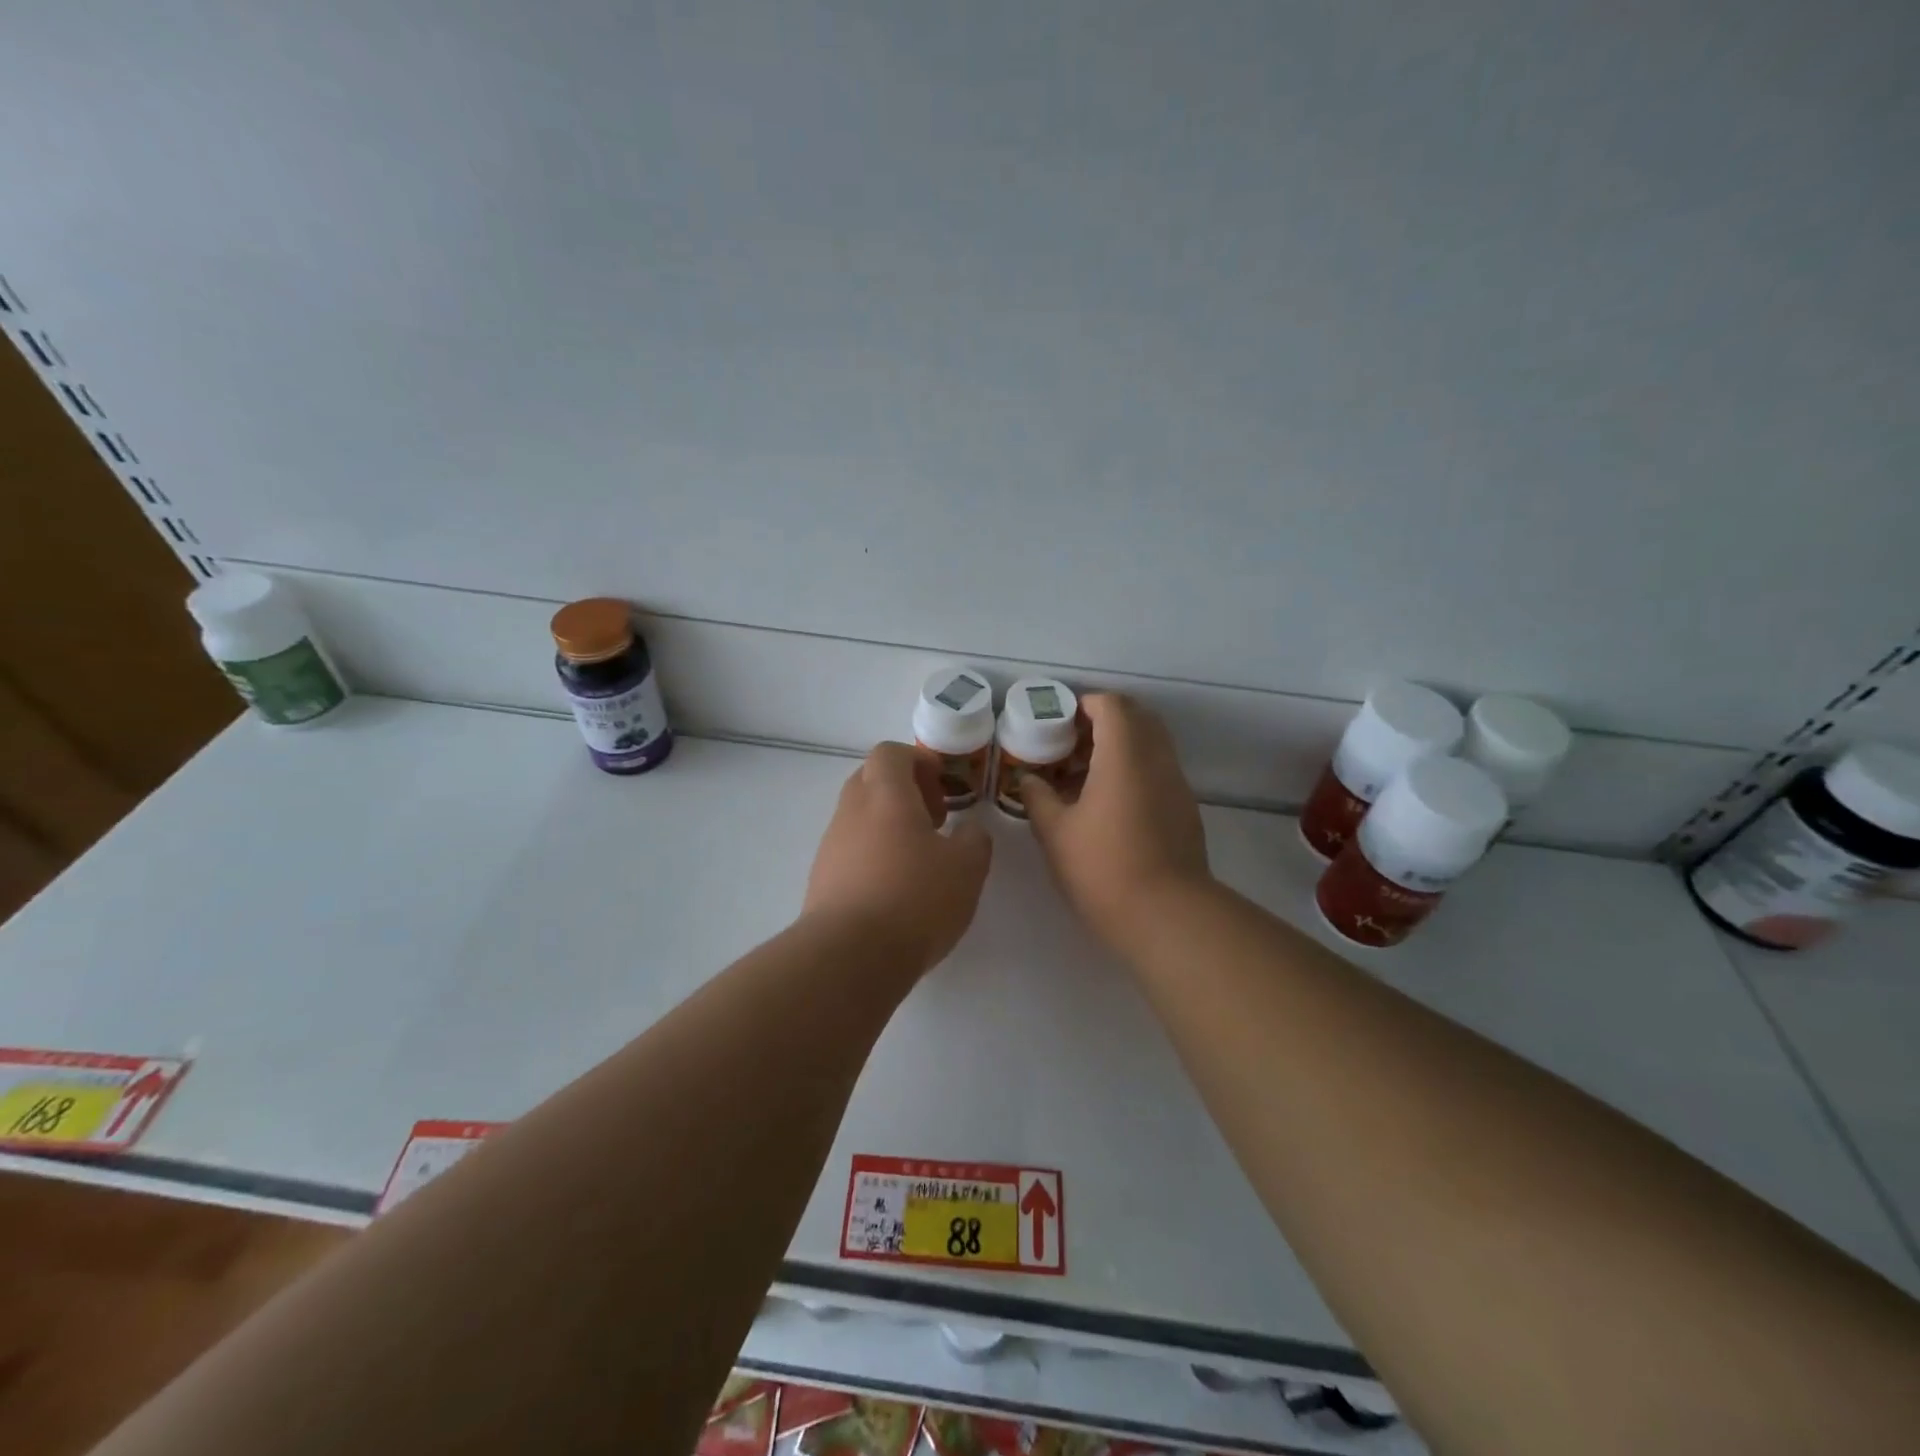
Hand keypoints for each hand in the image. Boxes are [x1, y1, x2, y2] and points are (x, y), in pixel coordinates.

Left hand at [804, 742, 993, 972]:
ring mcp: (831, 846)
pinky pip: (850, 851)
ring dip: (889, 826)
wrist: (849, 956)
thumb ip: (974, 840)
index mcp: (885, 795)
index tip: (942, 787)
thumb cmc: (914, 898)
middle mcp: (851, 811)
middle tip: (934, 821)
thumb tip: (969, 830)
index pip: (890, 752)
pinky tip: (895, 891)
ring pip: (859, 817)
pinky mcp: (821, 879)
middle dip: (905, 792)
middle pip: (872, 781)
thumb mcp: (967, 868)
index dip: (918, 761)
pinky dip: (873, 856)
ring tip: (919, 862)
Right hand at [1023, 693, 1210, 947]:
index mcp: (1124, 754)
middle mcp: (1157, 759)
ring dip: (1119, 747)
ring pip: (1150, 744)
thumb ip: (1037, 797)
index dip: (1084, 705)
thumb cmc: (1103, 867)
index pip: (1111, 705)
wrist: (1166, 915)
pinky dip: (1134, 770)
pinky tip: (1107, 804)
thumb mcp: (1055, 833)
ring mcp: (1176, 784)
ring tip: (1083, 777)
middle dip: (1103, 721)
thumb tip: (1028, 779)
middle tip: (1070, 745)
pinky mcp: (1185, 809)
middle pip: (1136, 718)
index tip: (1058, 723)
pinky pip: (1158, 770)